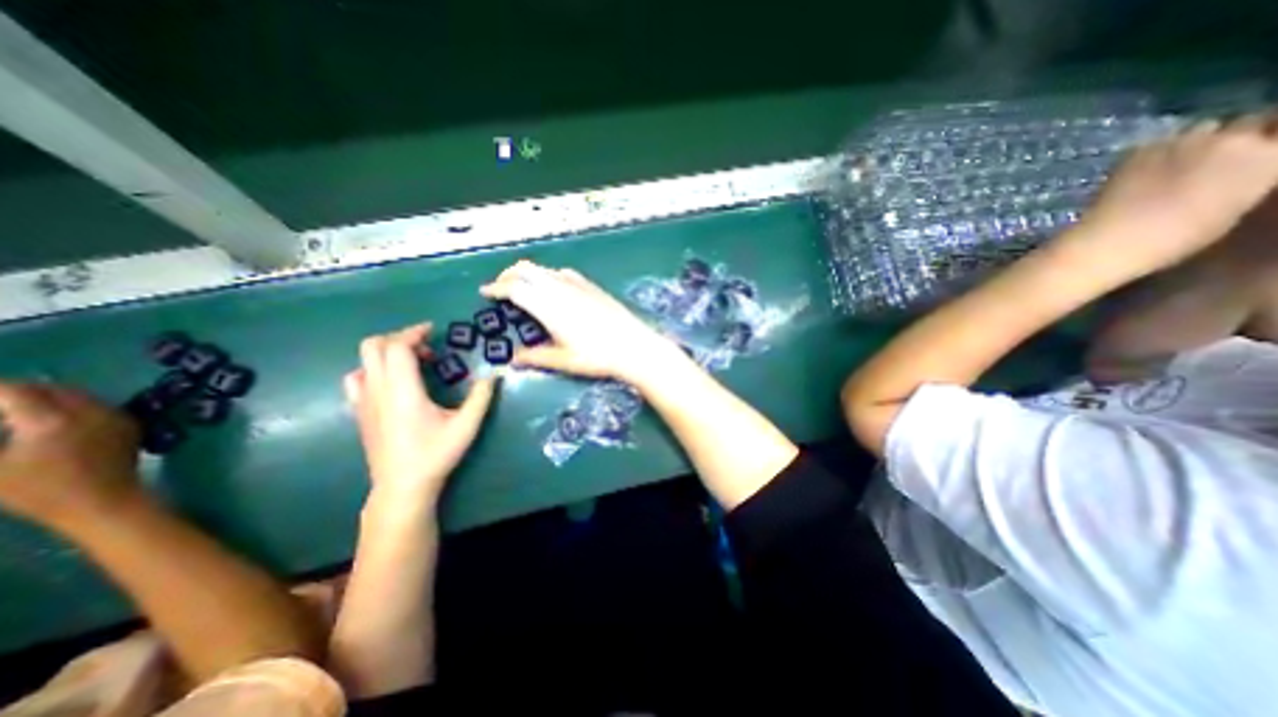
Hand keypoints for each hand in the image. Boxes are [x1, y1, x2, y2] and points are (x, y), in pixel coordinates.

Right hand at [1, 386, 143, 532]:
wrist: (104, 499)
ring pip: (78, 395)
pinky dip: (72, 406)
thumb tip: (5, 426)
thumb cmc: (39, 490)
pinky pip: (97, 406)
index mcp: (51, 420)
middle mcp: (91, 411)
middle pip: (52, 389)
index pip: (17, 391)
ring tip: (17, 411)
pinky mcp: (128, 424)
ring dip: (48, 397)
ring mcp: (115, 416)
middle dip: (20, 391)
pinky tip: (52, 421)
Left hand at [348, 325, 496, 509]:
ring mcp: (364, 401)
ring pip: (363, 361)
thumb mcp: (466, 425)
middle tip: (425, 346)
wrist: (402, 486)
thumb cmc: (435, 454)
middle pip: (374, 346)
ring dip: (387, 352)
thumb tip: (493, 375)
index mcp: (403, 391)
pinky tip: (392, 382)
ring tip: (411, 362)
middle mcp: (378, 390)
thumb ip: (481, 397)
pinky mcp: (359, 412)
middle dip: (399, 338)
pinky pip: (357, 379)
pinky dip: (373, 369)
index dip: (414, 333)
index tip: (433, 331)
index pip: (398, 347)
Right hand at [477, 260, 682, 387]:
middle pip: (526, 269)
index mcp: (547, 305)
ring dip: (528, 274)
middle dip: (508, 275)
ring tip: (524, 288)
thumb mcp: (563, 360)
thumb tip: (512, 360)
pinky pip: (563, 273)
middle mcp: (559, 288)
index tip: (486, 292)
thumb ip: (535, 357)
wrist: (634, 345)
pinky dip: (549, 276)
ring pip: (544, 269)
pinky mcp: (591, 285)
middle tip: (501, 288)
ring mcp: (577, 284)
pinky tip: (554, 288)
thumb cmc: (597, 355)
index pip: (514, 288)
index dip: (496, 288)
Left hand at [1077, 116, 1277, 273]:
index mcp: (1269, 157)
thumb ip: (1248, 179)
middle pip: (1247, 124)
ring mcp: (1183, 141)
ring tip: (1177, 163)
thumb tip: (1241, 170)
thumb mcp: (1234, 208)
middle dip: (1236, 138)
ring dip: (1197, 141)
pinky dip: (1157, 151)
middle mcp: (1233, 140)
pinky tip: (1143, 171)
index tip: (1258, 153)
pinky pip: (1159, 142)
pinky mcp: (1140, 150)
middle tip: (1214, 160)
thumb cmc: (1176, 238)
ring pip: (1203, 128)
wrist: (1113, 240)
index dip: (1268, 143)